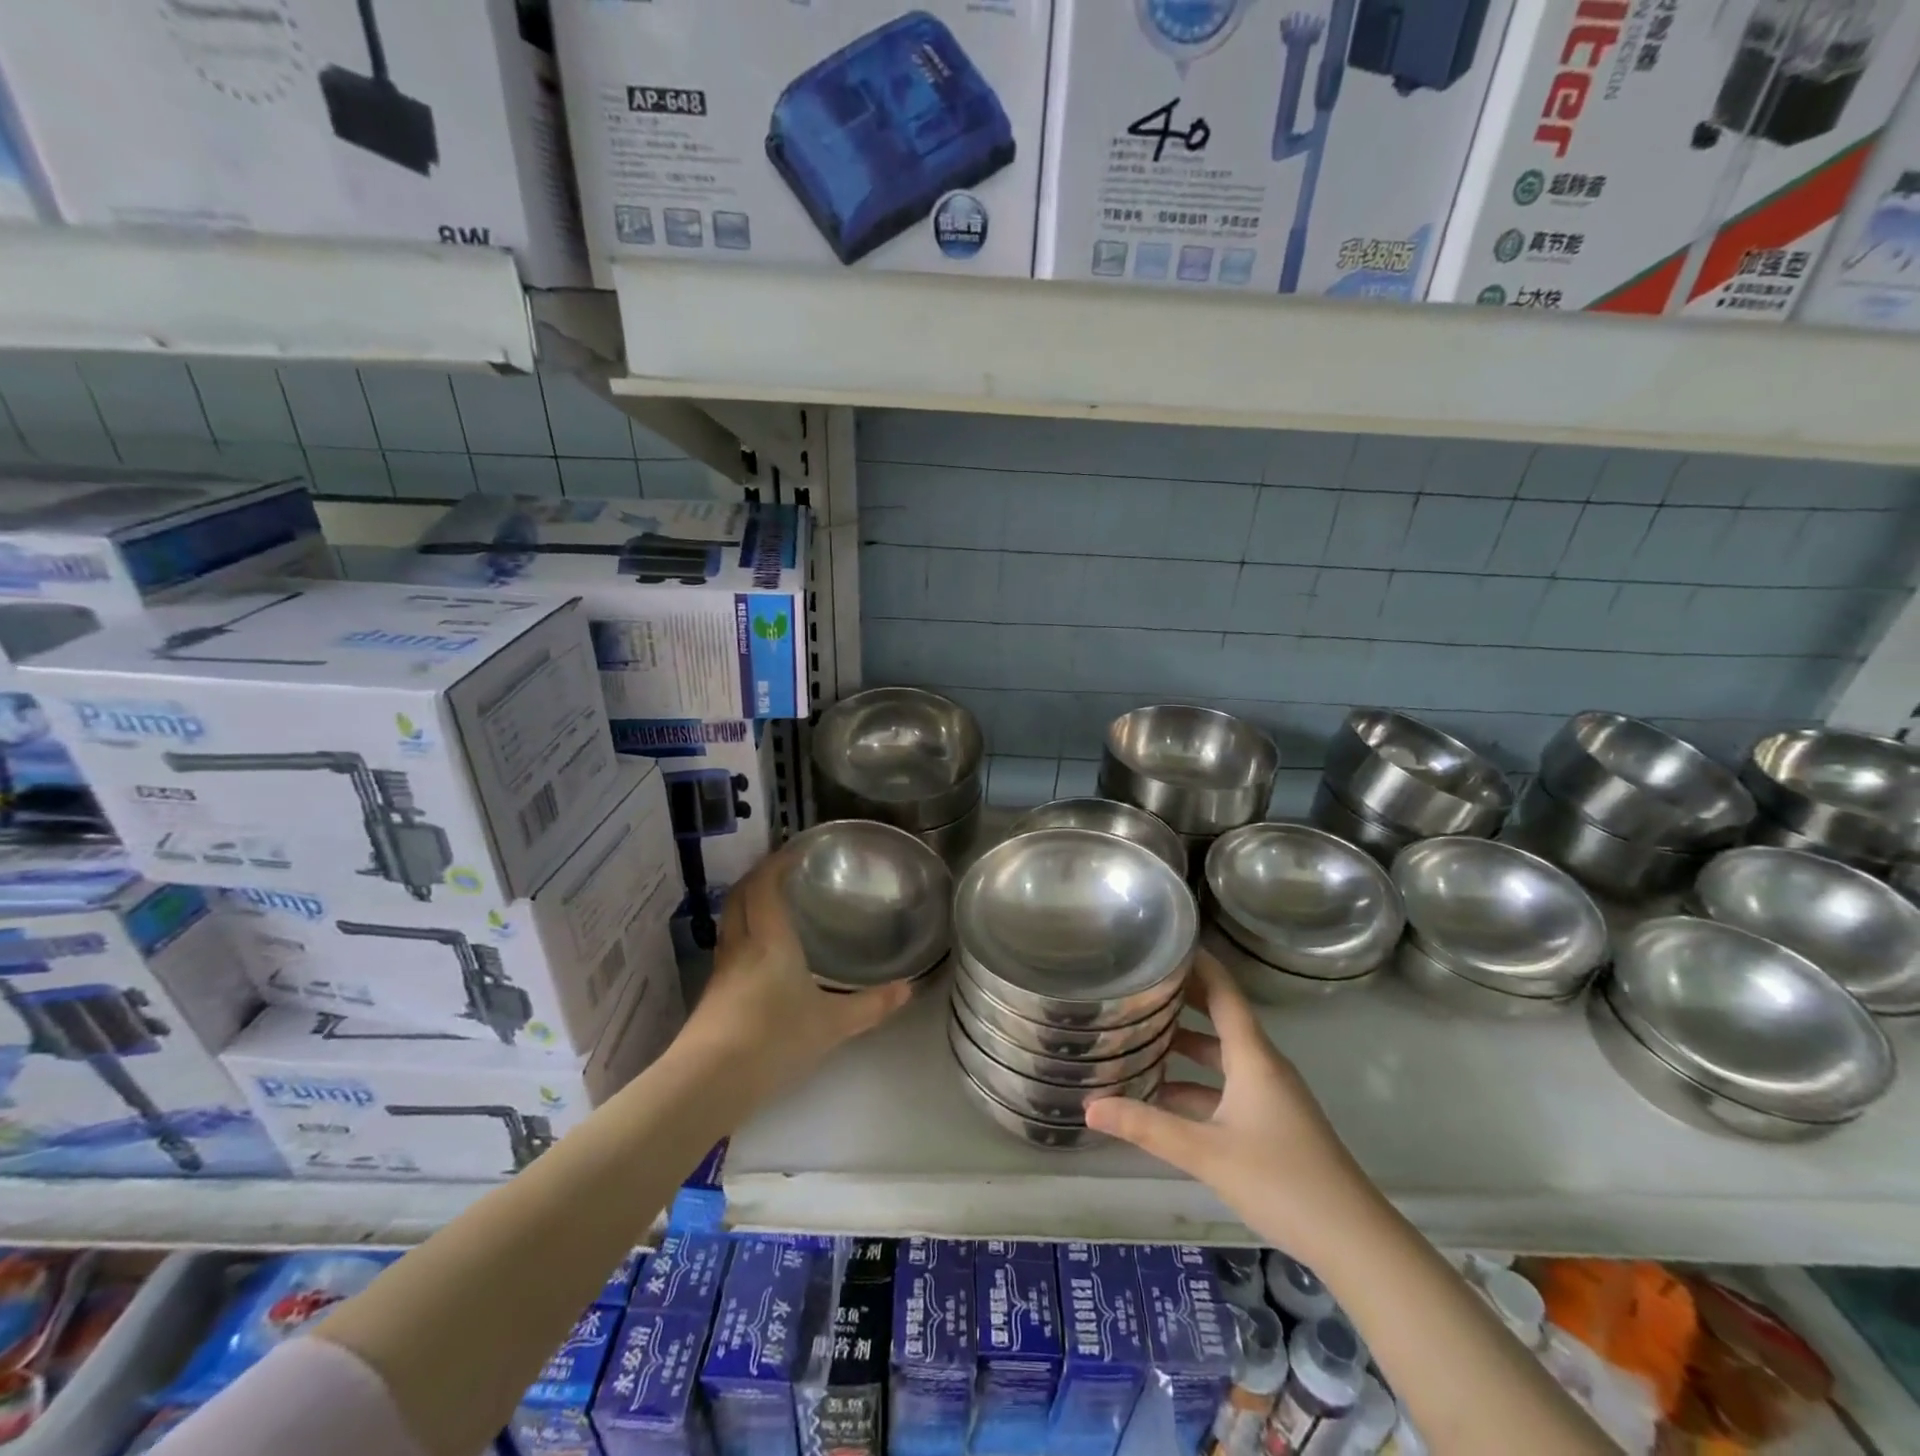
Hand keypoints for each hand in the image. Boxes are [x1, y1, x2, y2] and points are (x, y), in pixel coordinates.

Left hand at [677, 847, 912, 1102]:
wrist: (708, 1082)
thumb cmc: (774, 1038)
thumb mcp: (831, 1024)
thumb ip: (869, 1005)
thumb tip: (907, 989)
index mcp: (769, 938)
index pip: (765, 884)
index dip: (778, 861)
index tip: (796, 849)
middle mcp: (741, 945)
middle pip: (741, 895)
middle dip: (759, 876)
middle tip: (784, 870)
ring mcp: (722, 971)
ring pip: (731, 921)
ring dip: (748, 904)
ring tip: (773, 905)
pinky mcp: (712, 996)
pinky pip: (729, 948)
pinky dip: (744, 934)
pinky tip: (760, 954)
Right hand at [1084, 951, 1378, 1261]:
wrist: (1354, 1240)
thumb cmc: (1281, 1180)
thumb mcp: (1206, 1153)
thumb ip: (1146, 1128)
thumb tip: (1089, 1106)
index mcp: (1252, 1056)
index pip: (1222, 991)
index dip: (1196, 963)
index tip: (1163, 943)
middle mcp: (1262, 1065)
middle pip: (1219, 1018)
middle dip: (1181, 1001)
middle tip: (1137, 985)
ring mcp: (1270, 1094)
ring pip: (1221, 1056)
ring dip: (1185, 1046)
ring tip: (1138, 1038)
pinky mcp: (1272, 1121)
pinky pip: (1227, 1086)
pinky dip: (1196, 1083)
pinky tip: (1163, 1097)